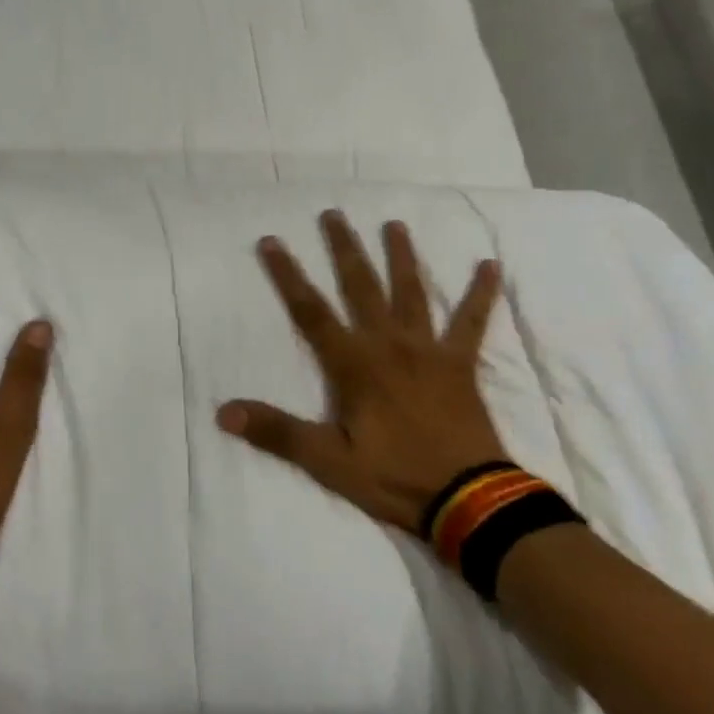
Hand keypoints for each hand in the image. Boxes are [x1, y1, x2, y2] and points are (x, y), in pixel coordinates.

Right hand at [217, 212, 508, 535]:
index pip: (311, 311)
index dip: (288, 275)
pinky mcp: (461, 365)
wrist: (469, 499)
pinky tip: (490, 266)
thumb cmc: (394, 477)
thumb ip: (277, 432)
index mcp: (354, 365)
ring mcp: (428, 351)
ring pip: (411, 293)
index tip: (271, 241)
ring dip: (401, 257)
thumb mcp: (328, 461)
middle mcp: (389, 345)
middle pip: (361, 287)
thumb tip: (223, 412)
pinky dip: (481, 294)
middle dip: (344, 249)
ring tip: (393, 224)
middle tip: (333, 214)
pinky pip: (472, 323)